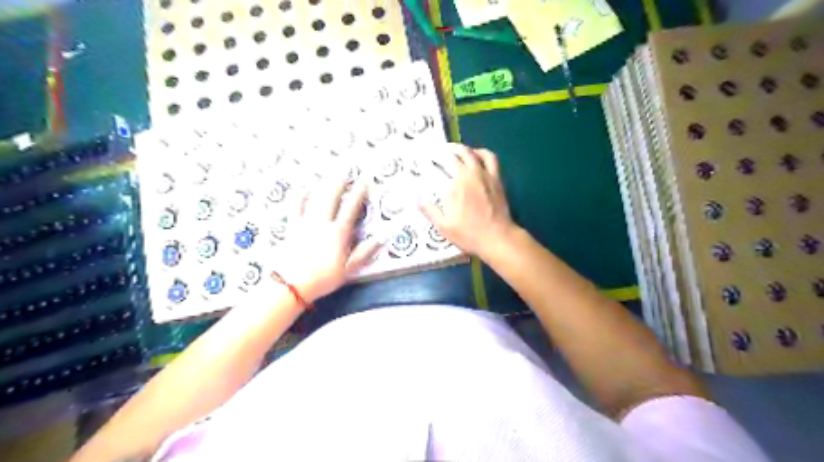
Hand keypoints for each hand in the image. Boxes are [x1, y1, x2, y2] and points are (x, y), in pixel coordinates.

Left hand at [277, 180, 378, 301]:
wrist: (291, 284)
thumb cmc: (323, 279)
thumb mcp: (348, 269)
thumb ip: (363, 253)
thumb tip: (380, 239)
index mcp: (338, 233)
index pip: (351, 208)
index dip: (358, 193)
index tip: (364, 181)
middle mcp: (322, 223)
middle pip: (331, 197)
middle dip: (339, 183)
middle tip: (345, 171)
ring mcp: (305, 223)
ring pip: (315, 198)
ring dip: (323, 185)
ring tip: (329, 176)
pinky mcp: (292, 227)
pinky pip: (296, 207)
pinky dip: (301, 196)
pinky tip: (304, 188)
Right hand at [420, 145, 512, 257]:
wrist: (497, 237)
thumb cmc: (469, 234)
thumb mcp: (443, 227)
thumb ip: (429, 210)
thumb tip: (418, 195)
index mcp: (452, 186)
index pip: (438, 168)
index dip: (430, 162)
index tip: (424, 162)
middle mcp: (467, 175)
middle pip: (453, 156)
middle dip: (442, 152)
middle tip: (435, 154)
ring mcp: (483, 174)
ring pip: (470, 153)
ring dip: (459, 148)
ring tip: (452, 150)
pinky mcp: (495, 177)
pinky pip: (489, 158)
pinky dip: (481, 152)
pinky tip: (475, 155)